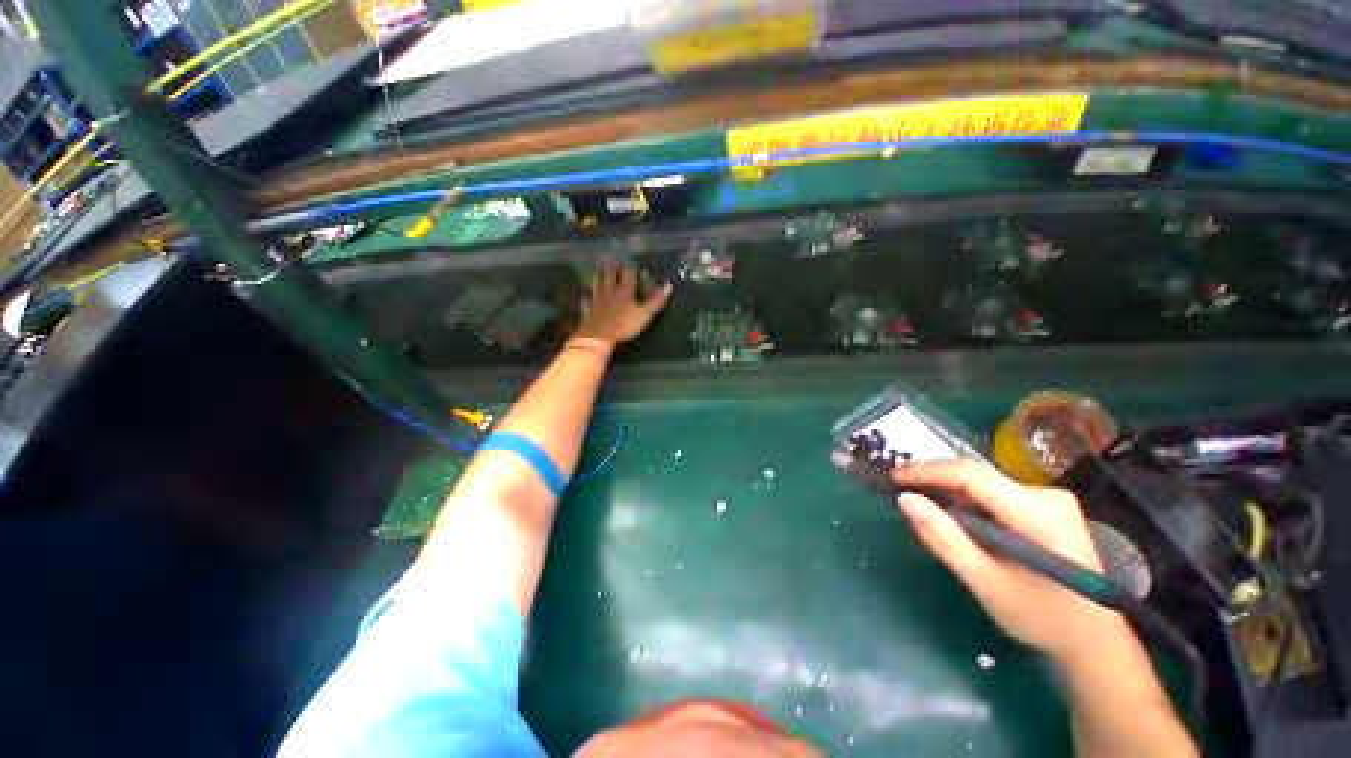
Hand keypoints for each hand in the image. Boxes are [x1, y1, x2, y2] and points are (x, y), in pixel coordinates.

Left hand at [574, 267, 671, 346]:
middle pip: (610, 275)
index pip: (628, 275)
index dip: (630, 268)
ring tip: (598, 271)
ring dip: (598, 276)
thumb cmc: (623, 325)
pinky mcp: (588, 309)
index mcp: (625, 291)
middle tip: (612, 258)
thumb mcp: (644, 314)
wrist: (598, 336)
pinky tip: (587, 295)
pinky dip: (588, 296)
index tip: (631, 262)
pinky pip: (587, 300)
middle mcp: (609, 290)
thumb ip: (655, 300)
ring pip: (596, 283)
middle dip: (612, 267)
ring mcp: (597, 299)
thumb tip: (668, 285)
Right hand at [892, 460, 1127, 662]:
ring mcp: (1051, 498)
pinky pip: (996, 492)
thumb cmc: (1041, 617)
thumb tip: (905, 499)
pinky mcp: (1049, 506)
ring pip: (985, 483)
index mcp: (1037, 513)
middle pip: (978, 475)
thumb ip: (945, 538)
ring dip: (951, 491)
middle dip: (936, 480)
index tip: (894, 477)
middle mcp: (1047, 494)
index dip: (928, 471)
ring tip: (924, 506)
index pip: (972, 475)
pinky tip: (957, 518)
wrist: (1095, 639)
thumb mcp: (986, 583)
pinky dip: (969, 500)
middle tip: (902, 492)